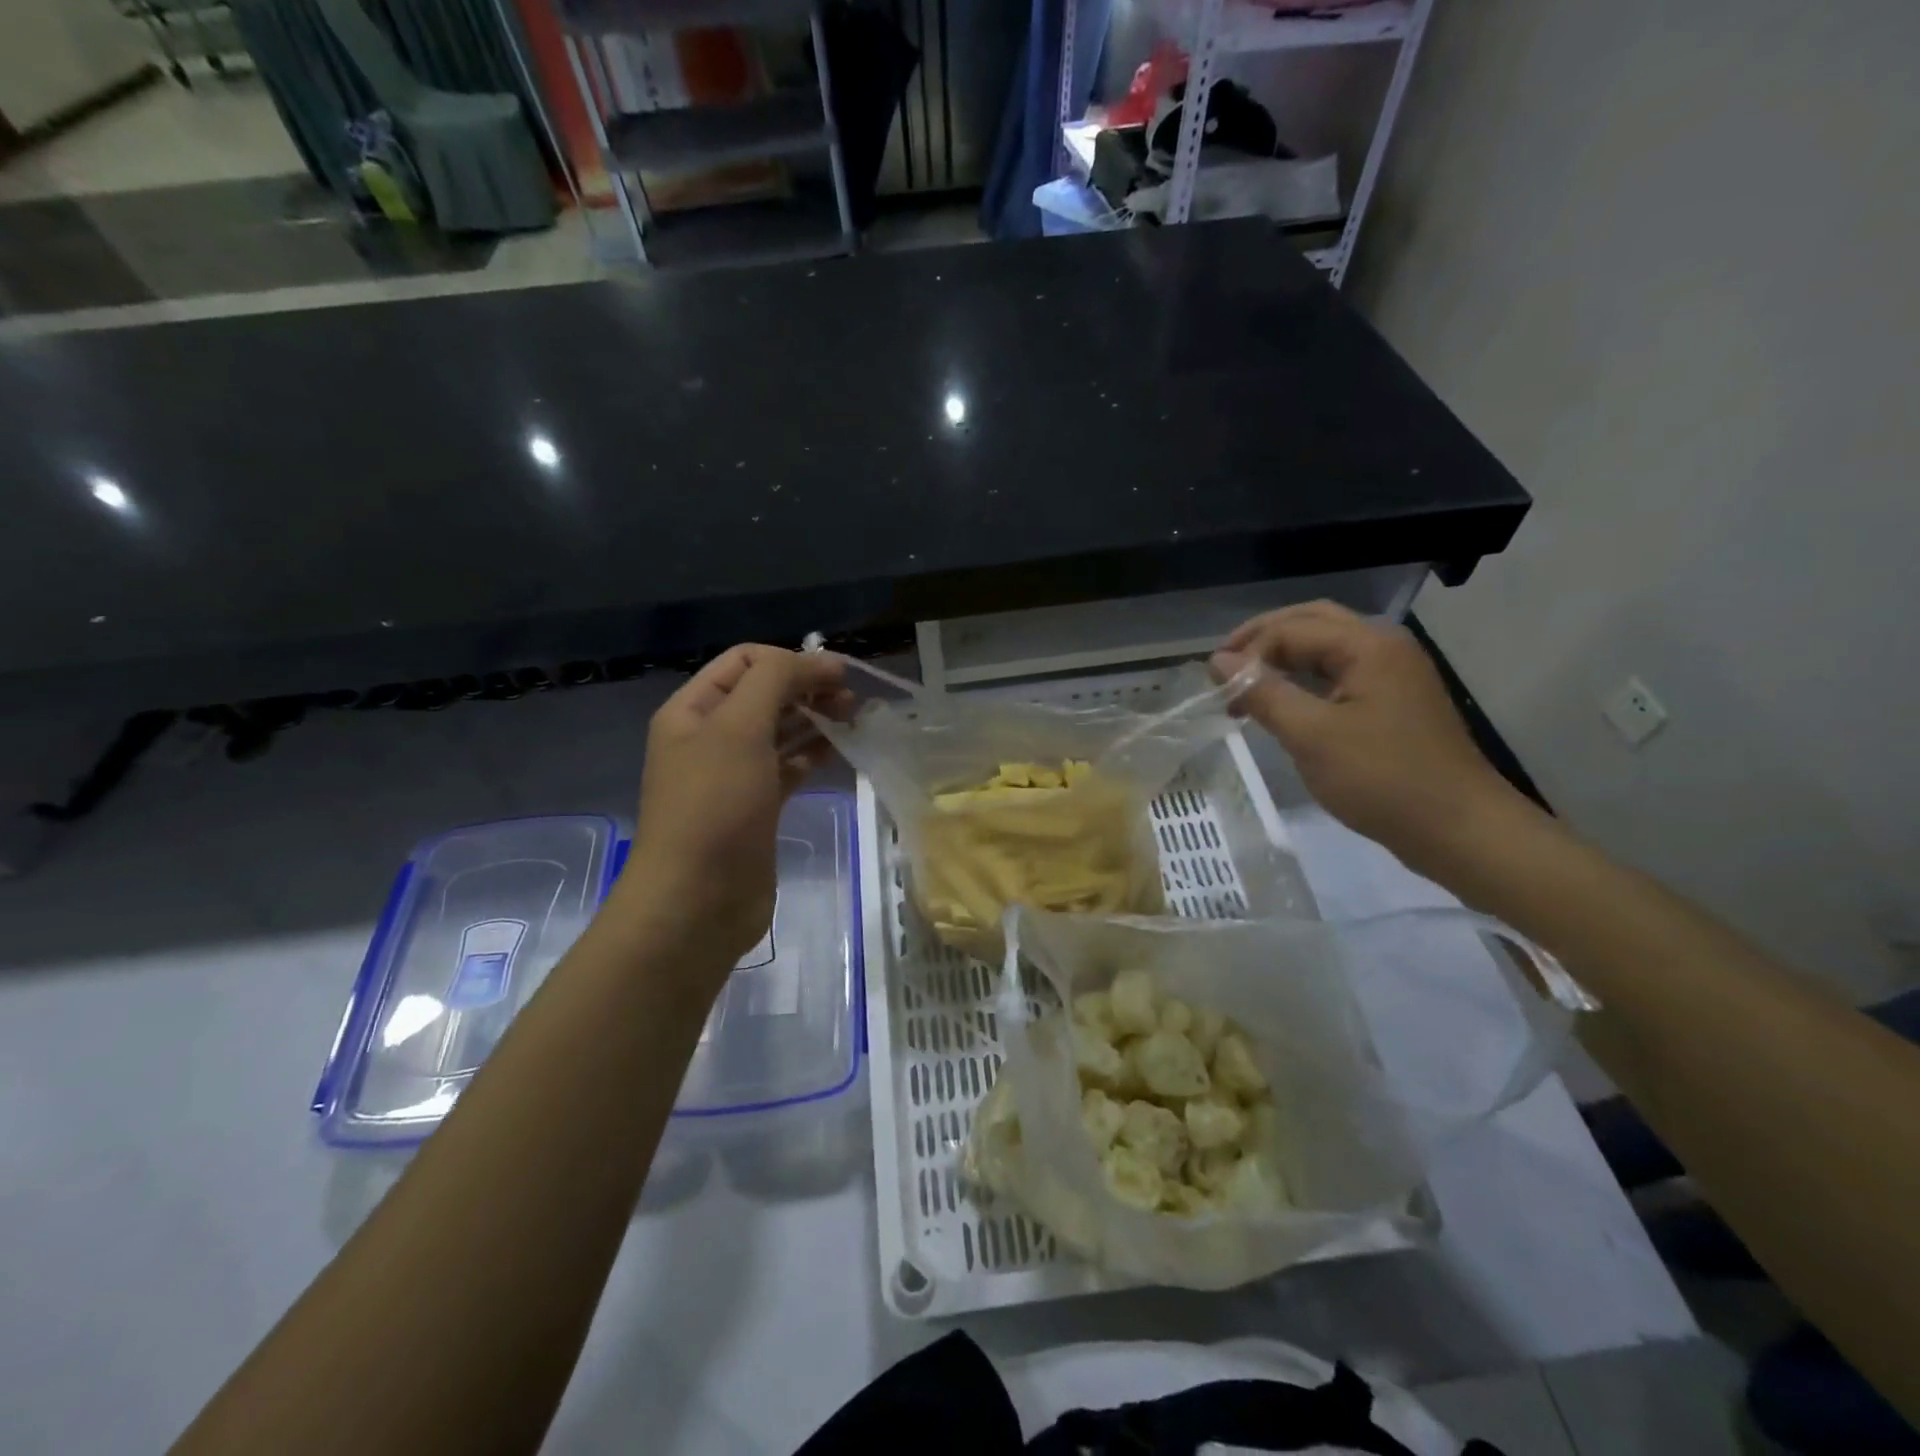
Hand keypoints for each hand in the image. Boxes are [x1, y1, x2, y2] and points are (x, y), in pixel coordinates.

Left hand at [617, 644, 847, 972]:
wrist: (697, 901)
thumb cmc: (714, 807)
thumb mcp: (739, 729)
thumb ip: (776, 682)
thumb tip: (820, 660)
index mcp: (692, 711)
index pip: (745, 662)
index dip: (791, 660)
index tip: (838, 674)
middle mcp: (709, 738)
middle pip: (764, 694)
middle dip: (807, 687)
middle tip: (851, 700)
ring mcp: (733, 775)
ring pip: (780, 731)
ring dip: (815, 718)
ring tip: (854, 719)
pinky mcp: (756, 807)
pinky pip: (788, 767)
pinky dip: (813, 754)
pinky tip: (840, 750)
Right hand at [1211, 602, 1534, 875]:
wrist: (1459, 829)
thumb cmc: (1382, 779)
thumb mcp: (1311, 735)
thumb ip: (1262, 692)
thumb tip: (1218, 662)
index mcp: (1368, 645)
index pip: (1290, 629)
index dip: (1247, 652)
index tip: (1213, 687)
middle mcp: (1384, 646)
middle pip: (1312, 622)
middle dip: (1263, 639)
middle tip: (1225, 667)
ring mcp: (1394, 674)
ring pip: (1327, 647)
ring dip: (1284, 658)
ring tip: (1247, 685)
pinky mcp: (1395, 702)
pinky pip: (1341, 673)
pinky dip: (1305, 680)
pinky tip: (1285, 704)